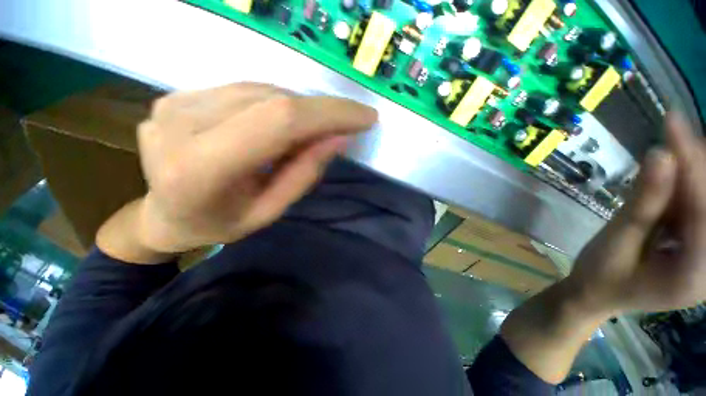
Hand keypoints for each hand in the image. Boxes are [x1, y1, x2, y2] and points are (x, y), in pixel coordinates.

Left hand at [125, 83, 375, 253]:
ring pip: (261, 90)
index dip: (329, 113)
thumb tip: (340, 137)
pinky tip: (281, 123)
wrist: (164, 216)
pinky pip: (243, 90)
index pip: (279, 121)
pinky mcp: (176, 95)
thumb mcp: (270, 211)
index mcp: (202, 169)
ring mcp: (173, 103)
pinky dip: (275, 104)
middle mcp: (181, 124)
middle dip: (321, 111)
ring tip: (313, 130)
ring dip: (299, 108)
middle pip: (273, 101)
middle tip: (347, 125)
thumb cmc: (220, 224)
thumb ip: (304, 173)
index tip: (366, 117)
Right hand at [499, 114, 704, 383]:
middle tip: (676, 128)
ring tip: (674, 142)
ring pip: (705, 205)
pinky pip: (697, 211)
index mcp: (694, 274)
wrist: (597, 295)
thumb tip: (660, 155)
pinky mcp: (698, 248)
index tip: (673, 124)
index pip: (703, 212)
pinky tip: (673, 171)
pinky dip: (686, 187)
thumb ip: (642, 203)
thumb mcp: (616, 241)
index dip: (692, 166)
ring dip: (692, 173)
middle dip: (697, 166)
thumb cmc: (600, 275)